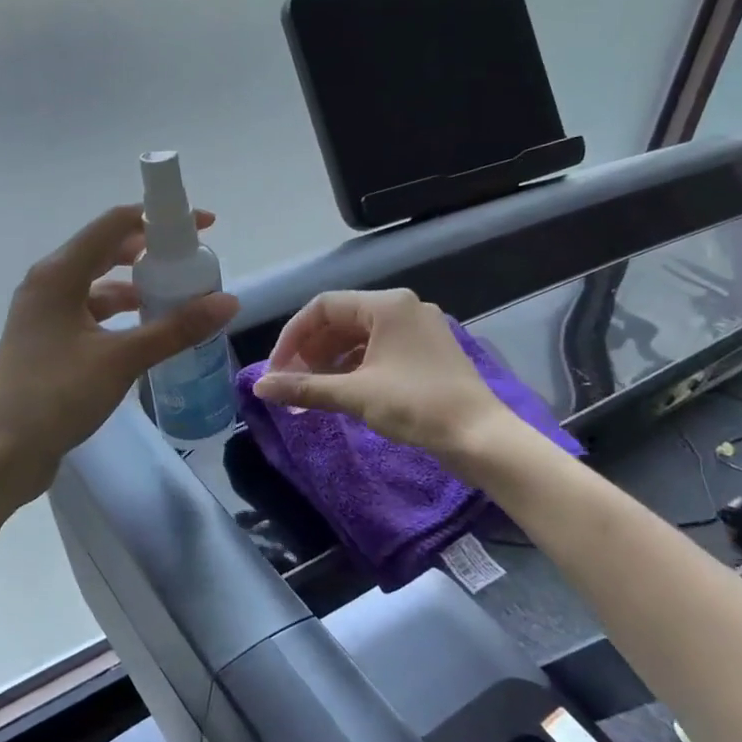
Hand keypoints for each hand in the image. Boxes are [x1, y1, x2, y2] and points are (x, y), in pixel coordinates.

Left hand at [0, 205, 238, 502]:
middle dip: (149, 251)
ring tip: (176, 296)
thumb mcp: (121, 359)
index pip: (114, 224)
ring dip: (135, 285)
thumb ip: (175, 329)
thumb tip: (228, 302)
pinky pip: (89, 311)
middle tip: (191, 261)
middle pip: (105, 250)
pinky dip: (118, 313)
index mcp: (58, 274)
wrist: (2, 451)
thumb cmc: (56, 395)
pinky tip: (144, 329)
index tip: (201, 227)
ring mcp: (44, 313)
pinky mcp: (47, 340)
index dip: (158, 218)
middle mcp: (48, 283)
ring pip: (97, 283)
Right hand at [251, 290, 506, 465]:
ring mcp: (417, 329)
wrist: (481, 437)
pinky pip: (378, 349)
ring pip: (358, 336)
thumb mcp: (355, 395)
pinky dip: (353, 367)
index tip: (276, 369)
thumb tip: (259, 388)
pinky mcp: (426, 351)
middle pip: (340, 320)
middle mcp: (403, 307)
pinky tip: (339, 390)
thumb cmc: (417, 405)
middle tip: (290, 383)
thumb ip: (304, 387)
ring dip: (329, 361)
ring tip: (309, 391)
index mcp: (387, 305)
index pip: (323, 306)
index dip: (292, 336)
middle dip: (310, 351)